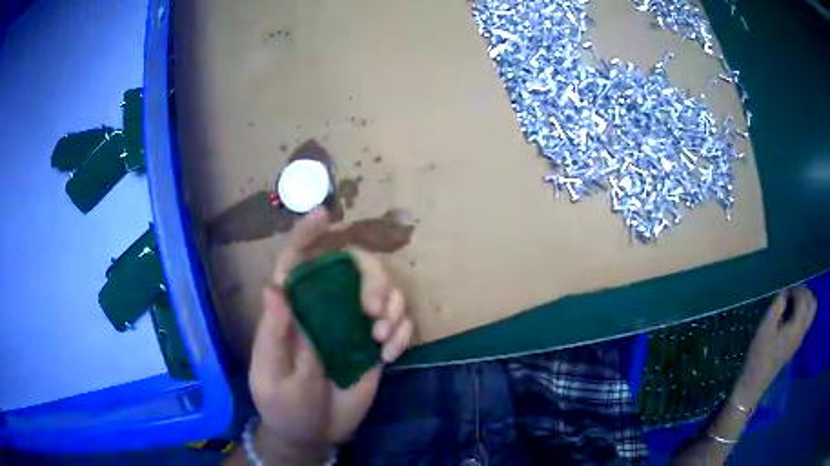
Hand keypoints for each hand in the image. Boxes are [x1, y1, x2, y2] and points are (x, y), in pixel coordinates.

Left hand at [248, 207, 413, 458]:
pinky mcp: (375, 343)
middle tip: (373, 311)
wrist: (315, 434)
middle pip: (353, 267)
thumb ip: (274, 334)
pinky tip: (391, 355)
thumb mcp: (272, 376)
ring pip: (383, 290)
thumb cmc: (285, 406)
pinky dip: (403, 331)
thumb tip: (274, 287)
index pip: (296, 262)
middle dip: (371, 278)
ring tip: (383, 339)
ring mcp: (353, 326)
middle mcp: (325, 308)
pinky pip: (399, 321)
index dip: (307, 235)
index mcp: (294, 311)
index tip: (324, 214)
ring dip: (392, 306)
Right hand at [736, 286, 815, 404]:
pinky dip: (802, 313)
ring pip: (810, 314)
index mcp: (796, 327)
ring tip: (792, 304)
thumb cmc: (759, 355)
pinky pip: (805, 322)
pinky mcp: (795, 345)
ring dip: (805, 303)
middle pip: (812, 304)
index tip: (784, 292)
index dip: (795, 290)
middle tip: (792, 295)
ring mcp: (799, 340)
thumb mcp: (765, 328)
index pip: (804, 298)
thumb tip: (784, 294)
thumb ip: (777, 307)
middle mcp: (801, 332)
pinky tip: (790, 317)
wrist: (754, 384)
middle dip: (805, 294)